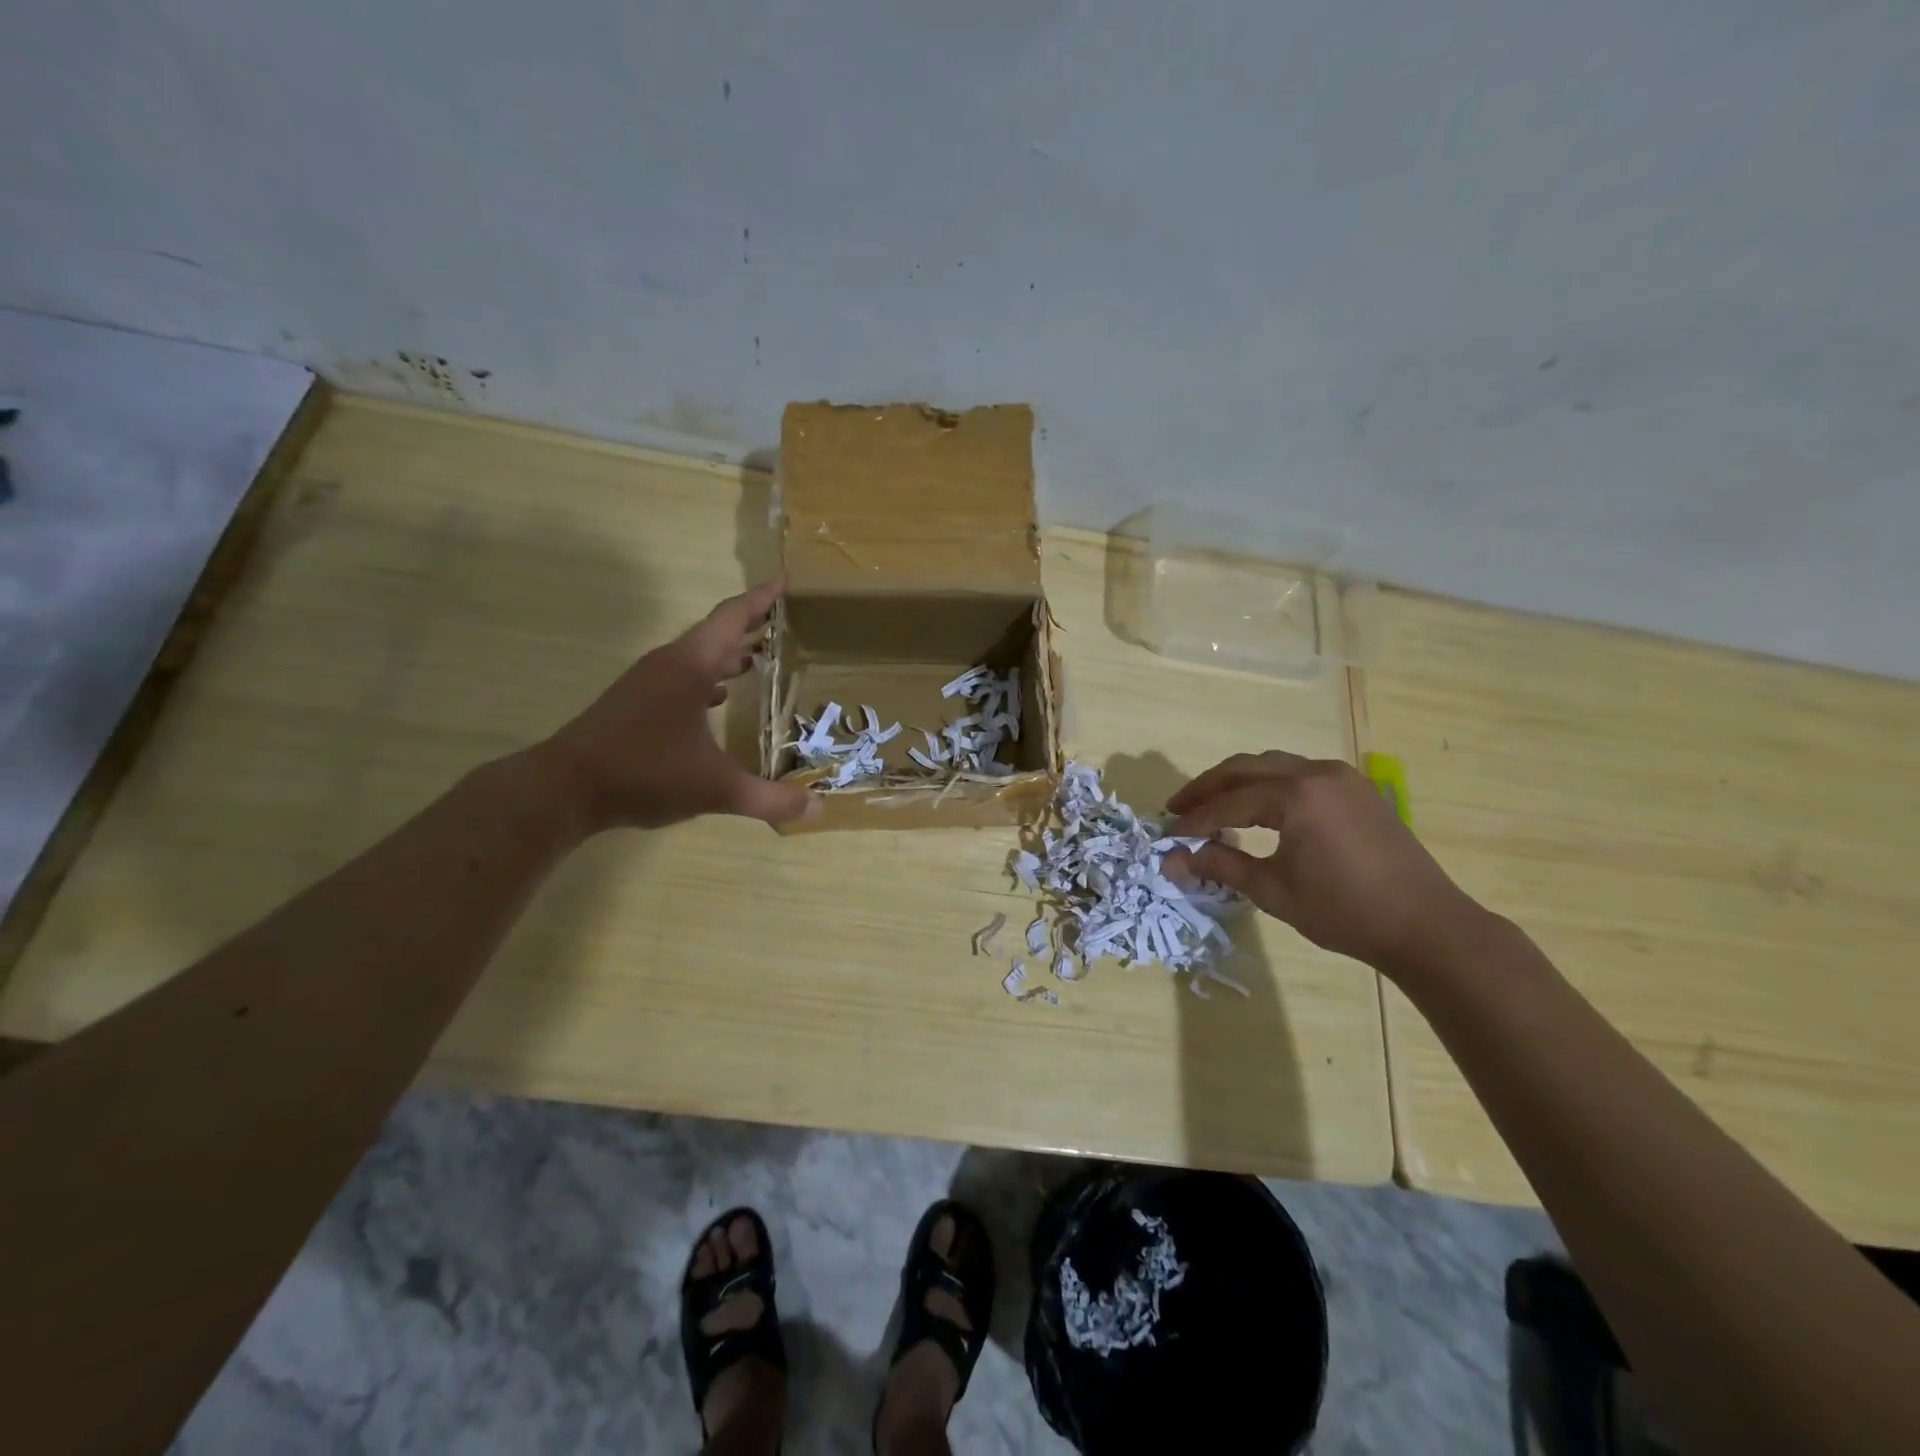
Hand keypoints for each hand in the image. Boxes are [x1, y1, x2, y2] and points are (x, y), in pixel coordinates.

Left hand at [539, 579, 814, 830]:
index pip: (732, 618)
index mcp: (691, 667)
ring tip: (762, 657)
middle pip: (717, 632)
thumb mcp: (715, 788)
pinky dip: (708, 677)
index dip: (762, 599)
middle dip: (752, 624)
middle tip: (788, 622)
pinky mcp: (636, 702)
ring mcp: (649, 682)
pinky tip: (721, 698)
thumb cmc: (644, 774)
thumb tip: (819, 809)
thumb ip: (769, 798)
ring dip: (729, 652)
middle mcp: (670, 664)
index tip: (786, 582)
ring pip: (698, 655)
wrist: (564, 789)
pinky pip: (683, 676)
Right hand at [1168, 750, 1486, 971]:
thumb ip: (1220, 866)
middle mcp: (1317, 772)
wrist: (1427, 926)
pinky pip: (1298, 773)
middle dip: (1208, 788)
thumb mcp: (1273, 890)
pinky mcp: (1356, 789)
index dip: (1194, 819)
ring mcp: (1341, 777)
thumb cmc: (1344, 911)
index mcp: (1297, 794)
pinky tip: (1257, 808)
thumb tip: (1171, 860)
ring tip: (1211, 805)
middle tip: (1178, 809)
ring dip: (1237, 782)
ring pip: (1273, 765)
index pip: (1228, 802)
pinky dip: (1268, 785)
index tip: (1168, 836)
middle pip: (1245, 768)